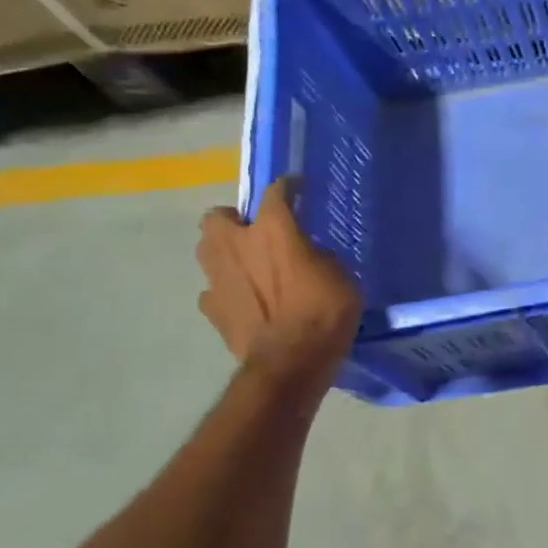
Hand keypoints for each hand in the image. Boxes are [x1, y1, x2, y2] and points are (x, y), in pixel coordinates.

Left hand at [196, 179, 362, 381]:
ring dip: (224, 252)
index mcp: (273, 229)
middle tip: (256, 232)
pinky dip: (225, 291)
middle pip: (218, 216)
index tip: (298, 187)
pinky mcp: (212, 308)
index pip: (276, 193)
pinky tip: (243, 301)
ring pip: (207, 250)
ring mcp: (218, 277)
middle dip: (234, 220)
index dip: (288, 187)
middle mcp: (237, 245)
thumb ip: (318, 256)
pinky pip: (213, 290)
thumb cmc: (325, 312)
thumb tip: (307, 254)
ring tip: (247, 265)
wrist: (291, 361)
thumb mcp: (341, 276)